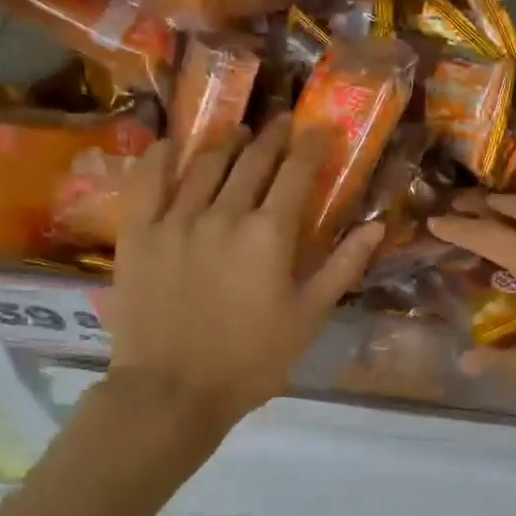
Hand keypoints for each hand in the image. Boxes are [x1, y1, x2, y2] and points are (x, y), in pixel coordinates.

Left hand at [98, 115, 382, 427]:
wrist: (173, 391)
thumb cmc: (251, 359)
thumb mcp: (309, 317)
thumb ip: (342, 267)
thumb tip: (377, 226)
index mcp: (269, 233)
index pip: (296, 173)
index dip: (310, 146)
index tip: (320, 129)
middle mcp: (223, 213)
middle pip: (251, 161)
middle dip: (271, 138)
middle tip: (281, 124)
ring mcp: (175, 219)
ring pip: (204, 164)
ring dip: (225, 143)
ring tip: (237, 132)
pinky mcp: (138, 233)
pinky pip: (147, 180)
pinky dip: (162, 156)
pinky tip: (172, 144)